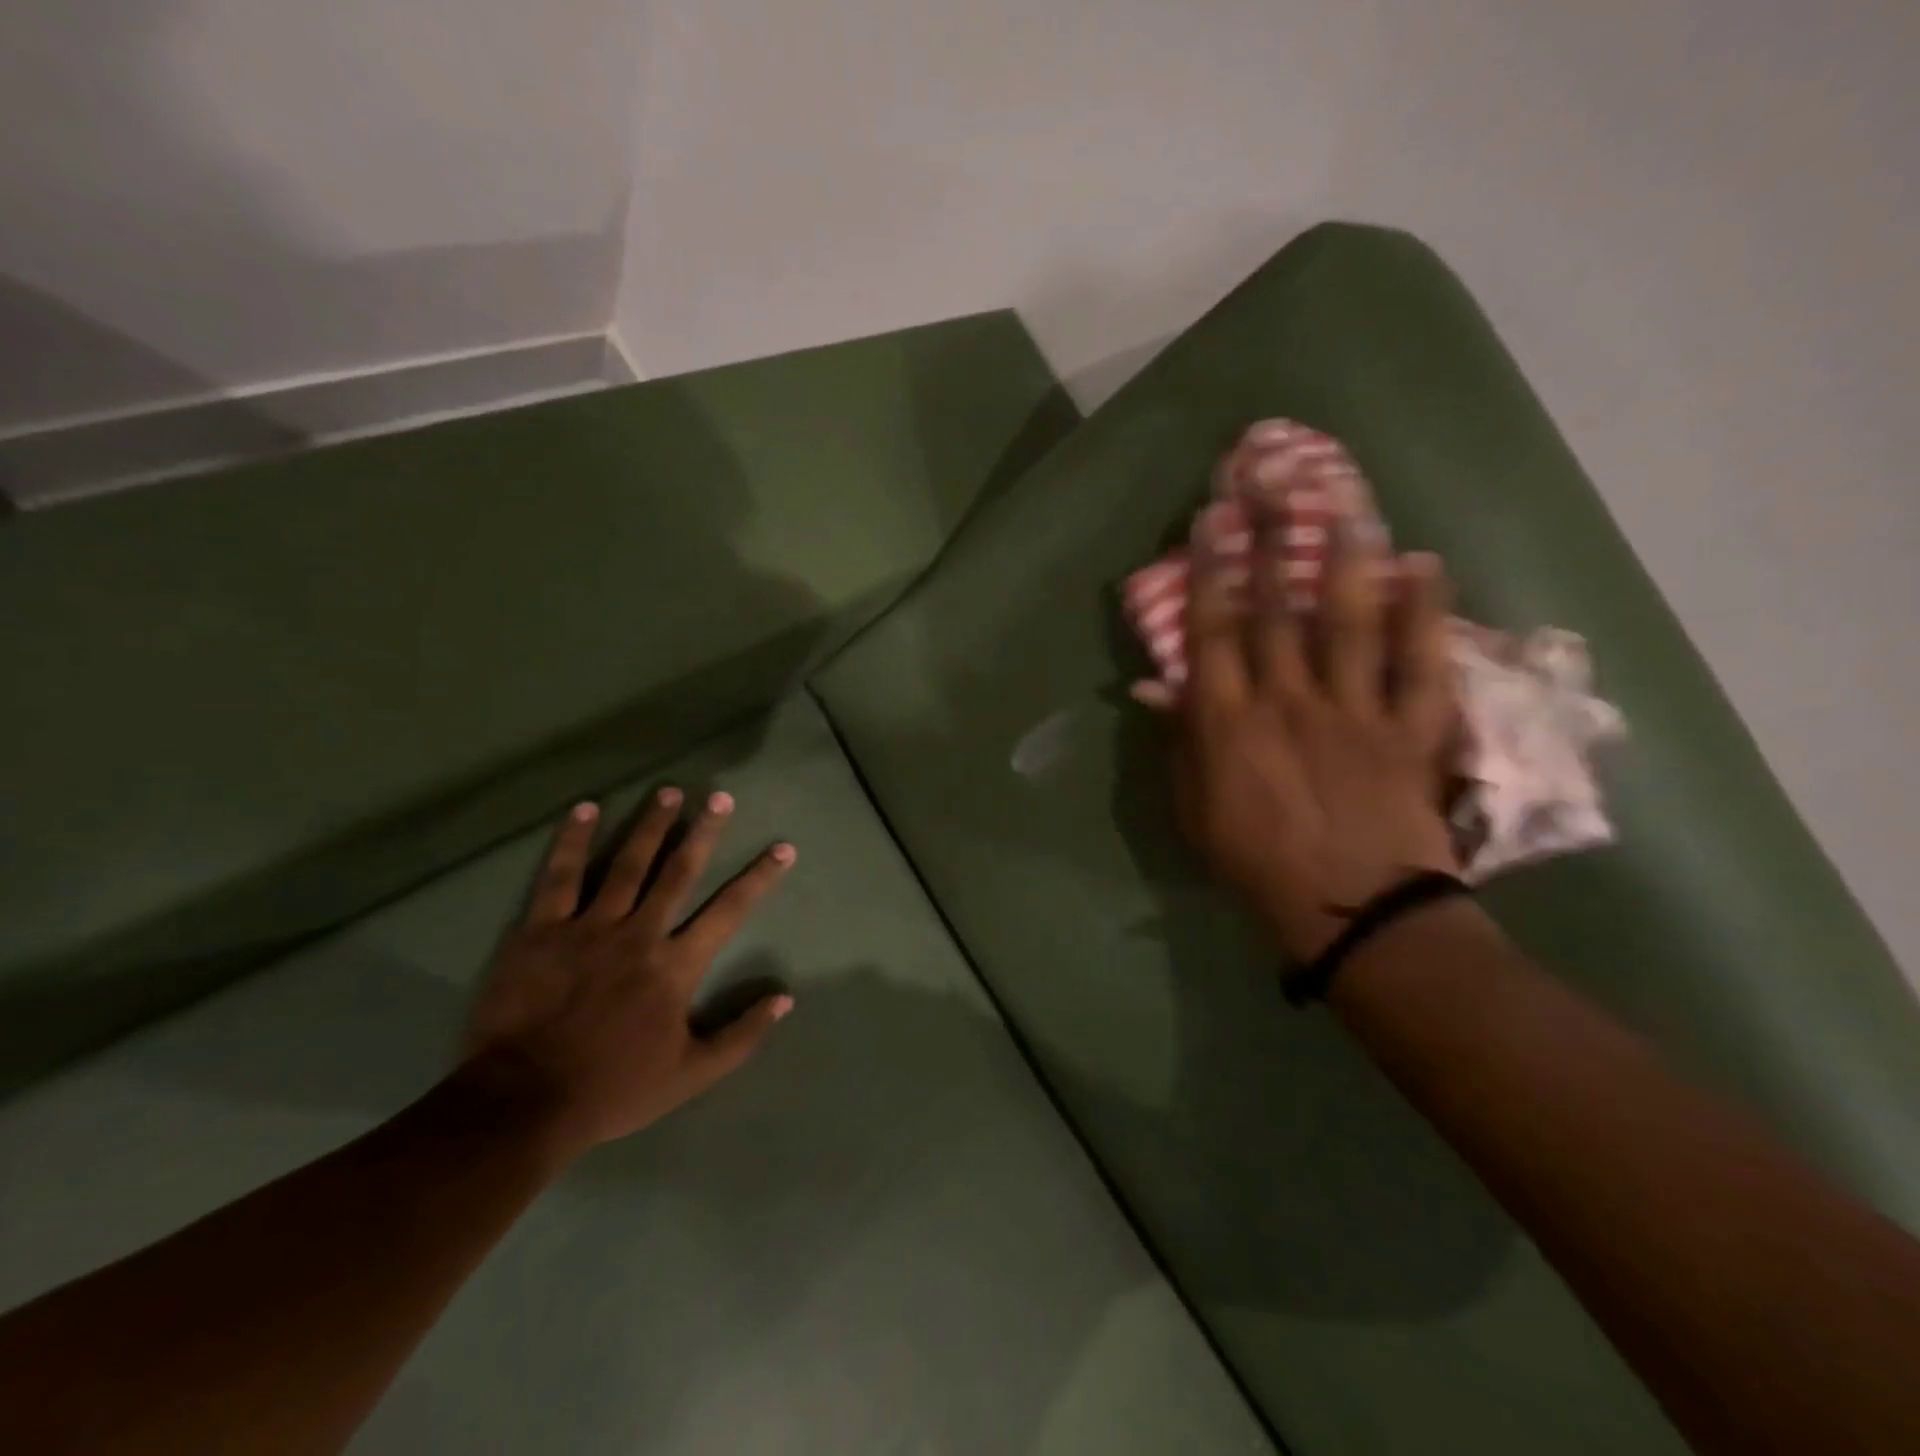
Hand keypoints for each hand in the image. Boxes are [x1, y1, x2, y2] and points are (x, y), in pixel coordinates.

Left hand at [461, 789, 794, 1157]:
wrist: (521, 1104)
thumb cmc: (612, 1088)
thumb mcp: (690, 1075)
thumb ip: (741, 1036)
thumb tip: (785, 999)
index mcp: (676, 966)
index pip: (729, 911)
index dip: (759, 877)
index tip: (782, 848)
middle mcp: (639, 934)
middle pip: (678, 872)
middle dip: (702, 831)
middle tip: (719, 796)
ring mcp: (588, 927)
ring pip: (626, 864)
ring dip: (650, 825)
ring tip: (668, 791)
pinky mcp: (541, 930)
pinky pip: (559, 877)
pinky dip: (574, 841)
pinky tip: (587, 809)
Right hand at [1172, 499, 1460, 960]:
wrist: (1351, 911)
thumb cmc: (1256, 862)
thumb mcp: (1194, 809)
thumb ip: (1180, 742)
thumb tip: (1158, 688)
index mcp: (1230, 721)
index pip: (1214, 632)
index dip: (1211, 571)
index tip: (1214, 519)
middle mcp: (1289, 699)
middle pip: (1278, 610)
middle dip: (1273, 543)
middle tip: (1277, 484)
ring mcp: (1355, 710)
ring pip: (1351, 621)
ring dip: (1349, 559)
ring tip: (1350, 504)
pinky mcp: (1411, 728)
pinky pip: (1423, 663)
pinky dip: (1428, 614)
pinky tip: (1428, 568)